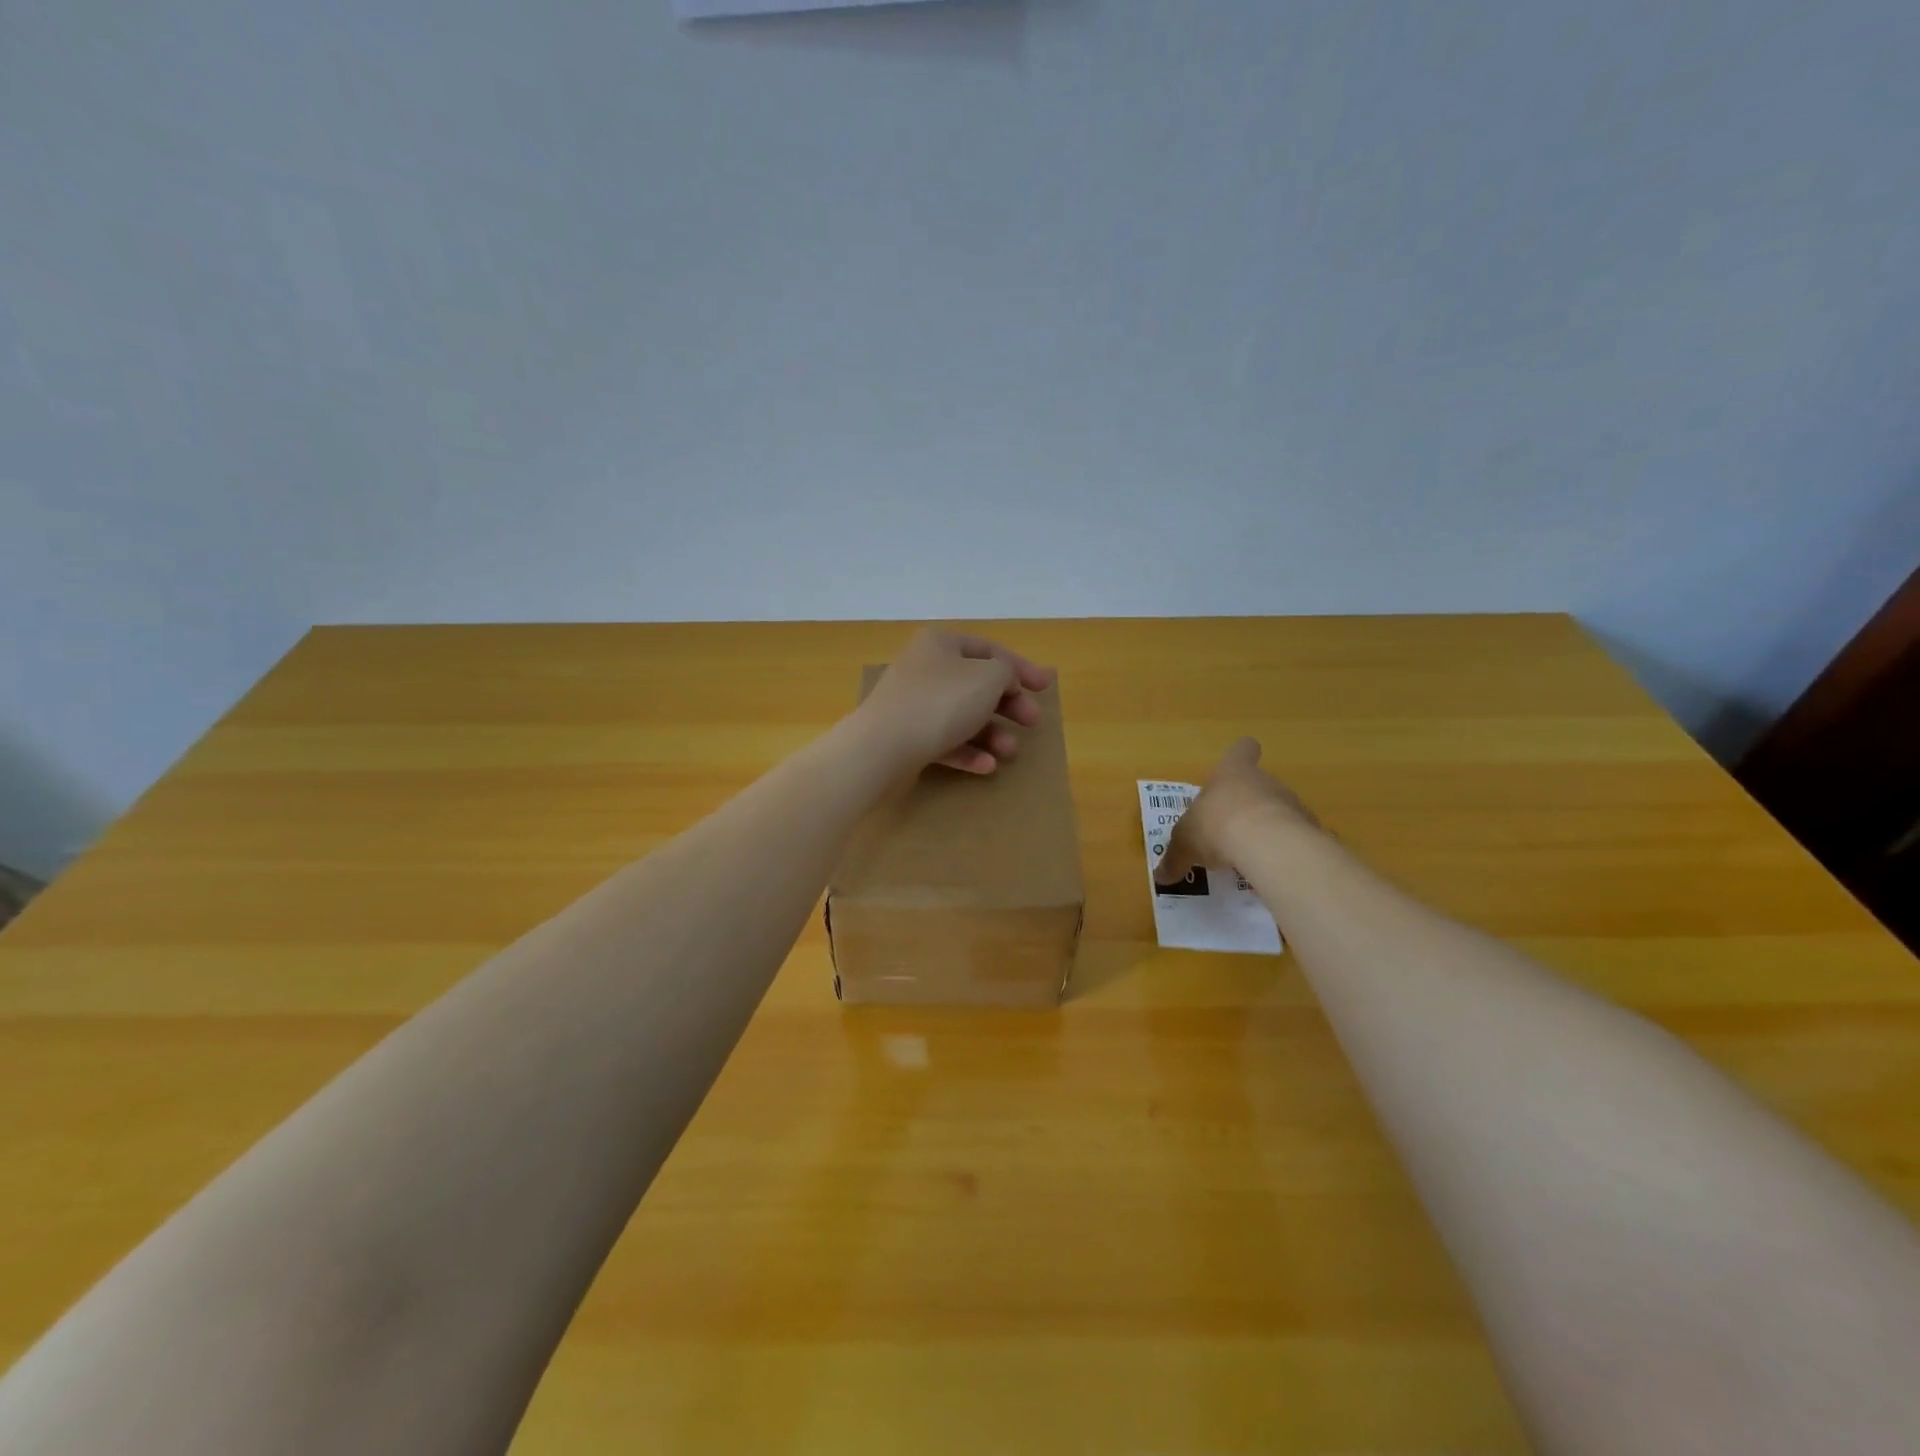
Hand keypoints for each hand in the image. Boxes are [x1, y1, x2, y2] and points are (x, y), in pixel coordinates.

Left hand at [856, 628, 1055, 774]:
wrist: (881, 747)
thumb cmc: (941, 703)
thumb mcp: (988, 678)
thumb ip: (1007, 672)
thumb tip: (1004, 680)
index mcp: (941, 644)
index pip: (990, 650)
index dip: (1022, 667)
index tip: (1046, 687)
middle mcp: (925, 668)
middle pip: (977, 684)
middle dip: (1009, 705)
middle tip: (1033, 723)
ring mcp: (912, 704)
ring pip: (962, 716)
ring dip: (991, 734)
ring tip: (1009, 752)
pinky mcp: (905, 736)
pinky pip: (944, 741)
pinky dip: (967, 752)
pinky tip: (986, 767)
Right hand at [1155, 738, 1319, 883]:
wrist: (1268, 844)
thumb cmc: (1216, 825)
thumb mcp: (1184, 843)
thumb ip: (1174, 859)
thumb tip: (1160, 877)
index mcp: (1232, 773)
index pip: (1242, 750)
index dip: (1240, 755)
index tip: (1238, 763)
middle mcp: (1264, 781)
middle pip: (1258, 785)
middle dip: (1245, 805)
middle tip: (1228, 829)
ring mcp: (1290, 804)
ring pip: (1277, 811)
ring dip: (1265, 828)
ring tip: (1248, 855)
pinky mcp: (1308, 831)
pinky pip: (1293, 838)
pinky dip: (1282, 851)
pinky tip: (1270, 869)